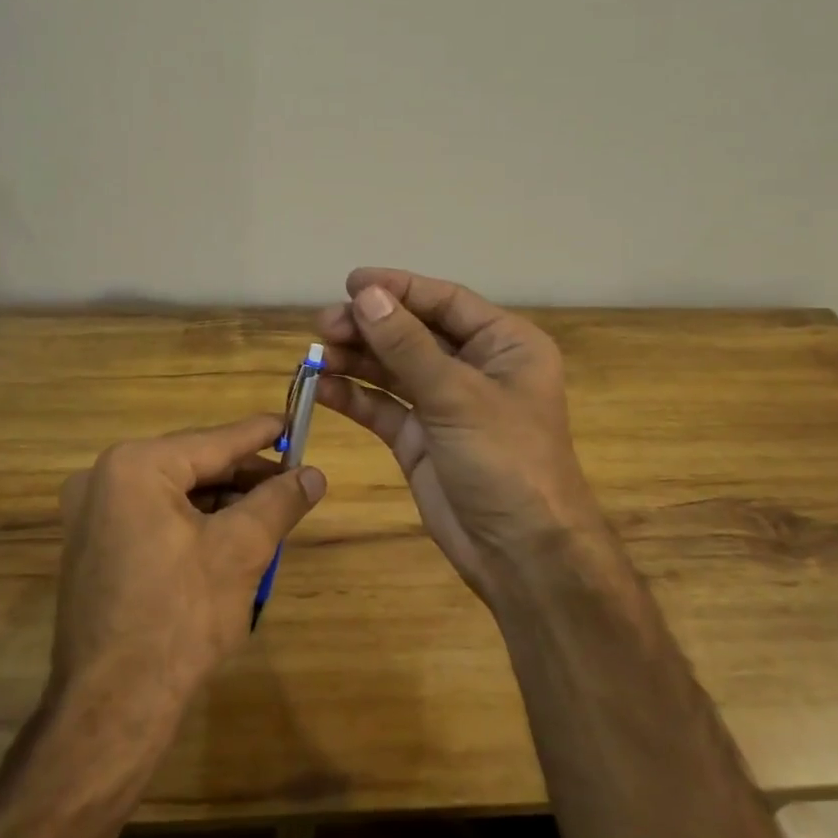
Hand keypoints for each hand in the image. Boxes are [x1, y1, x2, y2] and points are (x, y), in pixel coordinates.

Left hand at [54, 414, 325, 721]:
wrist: (113, 707)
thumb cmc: (180, 616)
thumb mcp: (241, 550)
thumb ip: (279, 502)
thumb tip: (314, 475)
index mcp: (135, 467)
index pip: (214, 441)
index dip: (260, 434)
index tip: (294, 422)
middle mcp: (103, 479)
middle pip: (193, 466)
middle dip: (244, 477)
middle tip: (291, 483)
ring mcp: (90, 515)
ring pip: (175, 493)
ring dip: (221, 502)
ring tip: (268, 514)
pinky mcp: (92, 548)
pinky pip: (154, 517)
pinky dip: (193, 523)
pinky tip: (229, 539)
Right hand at [315, 268, 605, 604]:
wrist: (521, 553)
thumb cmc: (506, 460)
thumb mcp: (457, 395)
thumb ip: (407, 346)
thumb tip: (366, 296)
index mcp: (504, 345)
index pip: (445, 301)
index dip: (398, 289)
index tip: (351, 283)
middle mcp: (475, 368)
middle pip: (414, 333)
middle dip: (370, 326)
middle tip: (324, 324)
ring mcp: (445, 405)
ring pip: (393, 369)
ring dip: (356, 359)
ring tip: (316, 353)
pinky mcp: (420, 439)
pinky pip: (383, 407)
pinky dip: (355, 396)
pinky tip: (324, 388)